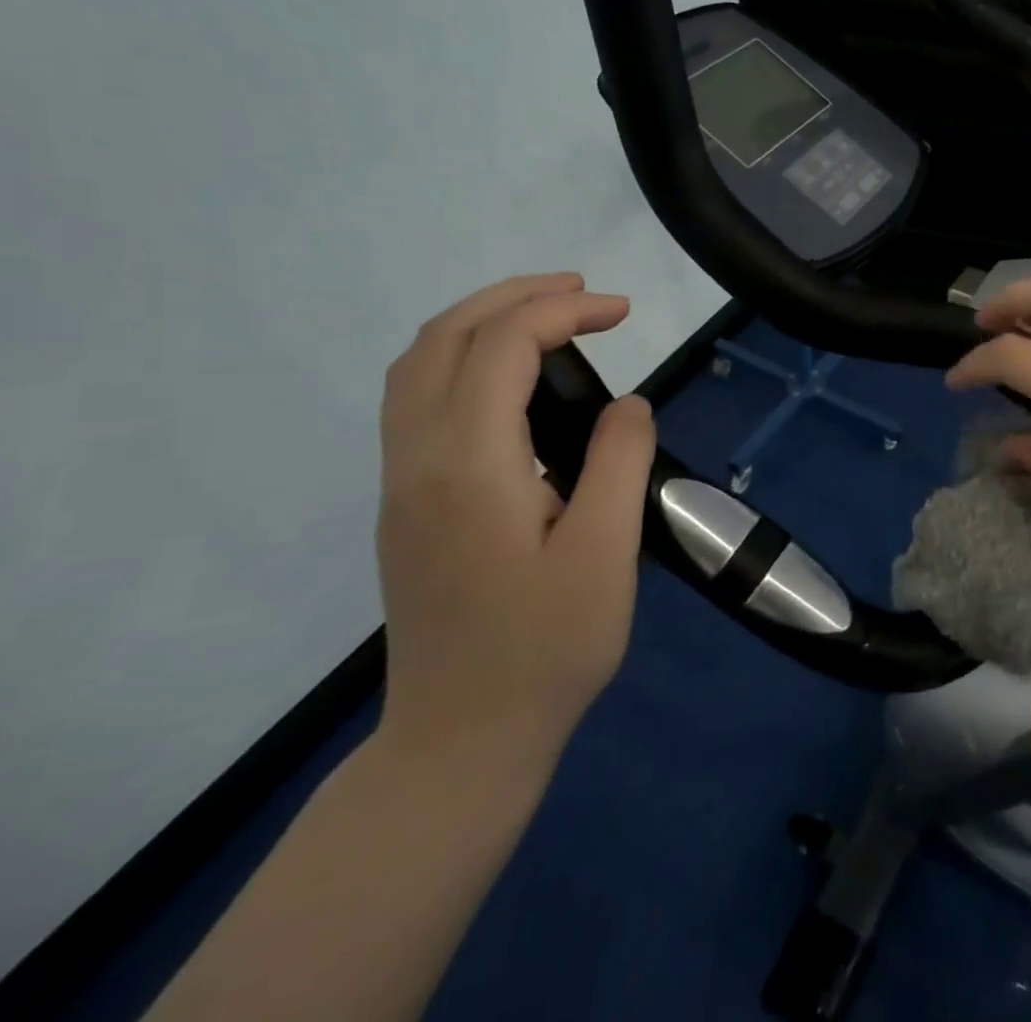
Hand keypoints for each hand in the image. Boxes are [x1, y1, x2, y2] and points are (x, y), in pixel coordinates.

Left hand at [374, 273, 656, 775]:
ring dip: (481, 321)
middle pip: (444, 338)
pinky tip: (510, 376)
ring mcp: (401, 483)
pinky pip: (416, 398)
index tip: (624, 311)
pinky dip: (462, 357)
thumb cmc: (547, 648)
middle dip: (514, 296)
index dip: (563, 312)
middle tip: (584, 292)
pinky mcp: (405, 503)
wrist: (463, 739)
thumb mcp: (605, 552)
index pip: (502, 347)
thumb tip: (628, 404)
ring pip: (417, 365)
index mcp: (469, 466)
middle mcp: (418, 460)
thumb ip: (618, 462)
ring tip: (549, 316)